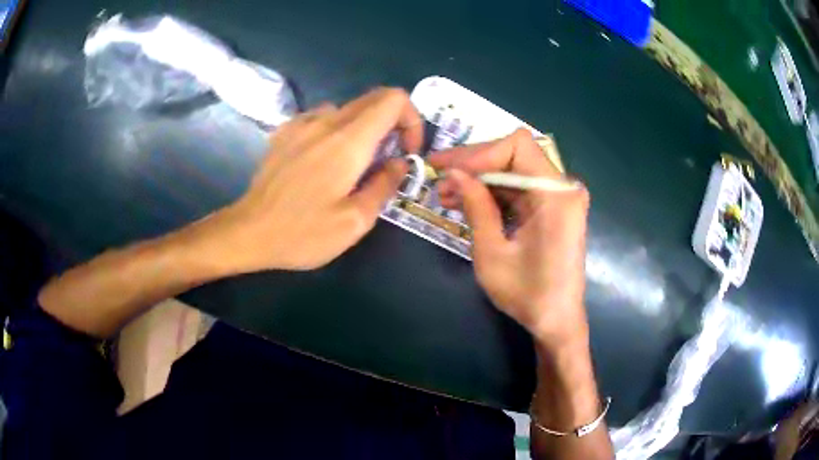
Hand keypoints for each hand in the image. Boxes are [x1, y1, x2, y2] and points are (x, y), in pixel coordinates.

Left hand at [204, 88, 422, 271]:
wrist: (249, 232)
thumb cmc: (302, 233)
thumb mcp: (355, 222)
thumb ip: (384, 185)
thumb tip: (399, 163)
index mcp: (348, 140)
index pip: (393, 99)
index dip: (411, 119)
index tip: (407, 152)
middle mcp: (326, 121)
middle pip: (374, 99)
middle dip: (393, 124)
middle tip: (388, 160)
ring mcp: (301, 123)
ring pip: (349, 109)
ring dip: (364, 129)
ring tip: (355, 165)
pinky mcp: (286, 131)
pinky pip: (322, 118)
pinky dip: (337, 131)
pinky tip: (324, 160)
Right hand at [429, 129, 589, 348]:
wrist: (557, 321)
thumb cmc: (527, 295)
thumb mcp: (492, 253)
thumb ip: (476, 207)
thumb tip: (454, 173)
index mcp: (556, 196)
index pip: (518, 146)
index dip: (480, 153)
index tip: (449, 170)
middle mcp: (563, 188)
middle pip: (515, 155)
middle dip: (474, 164)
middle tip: (438, 177)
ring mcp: (559, 197)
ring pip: (513, 170)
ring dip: (480, 180)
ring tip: (445, 194)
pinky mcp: (553, 207)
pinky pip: (520, 188)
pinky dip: (493, 193)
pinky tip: (466, 203)